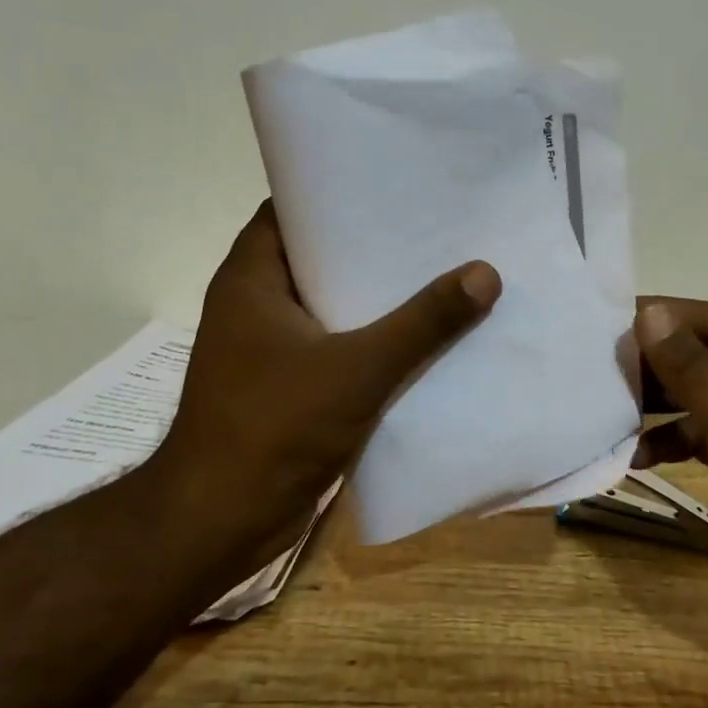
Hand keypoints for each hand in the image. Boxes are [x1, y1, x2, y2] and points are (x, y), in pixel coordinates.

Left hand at [140, 201, 499, 571]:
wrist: (222, 521)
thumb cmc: (275, 427)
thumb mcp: (357, 368)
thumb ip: (423, 322)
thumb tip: (485, 272)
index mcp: (251, 279)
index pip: (292, 210)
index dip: (339, 193)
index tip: (394, 185)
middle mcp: (256, 304)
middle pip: (320, 257)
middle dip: (373, 246)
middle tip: (436, 229)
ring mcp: (270, 349)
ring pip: (333, 306)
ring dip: (379, 298)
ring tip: (443, 274)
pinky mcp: (288, 386)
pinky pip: (338, 347)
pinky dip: (374, 341)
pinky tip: (424, 339)